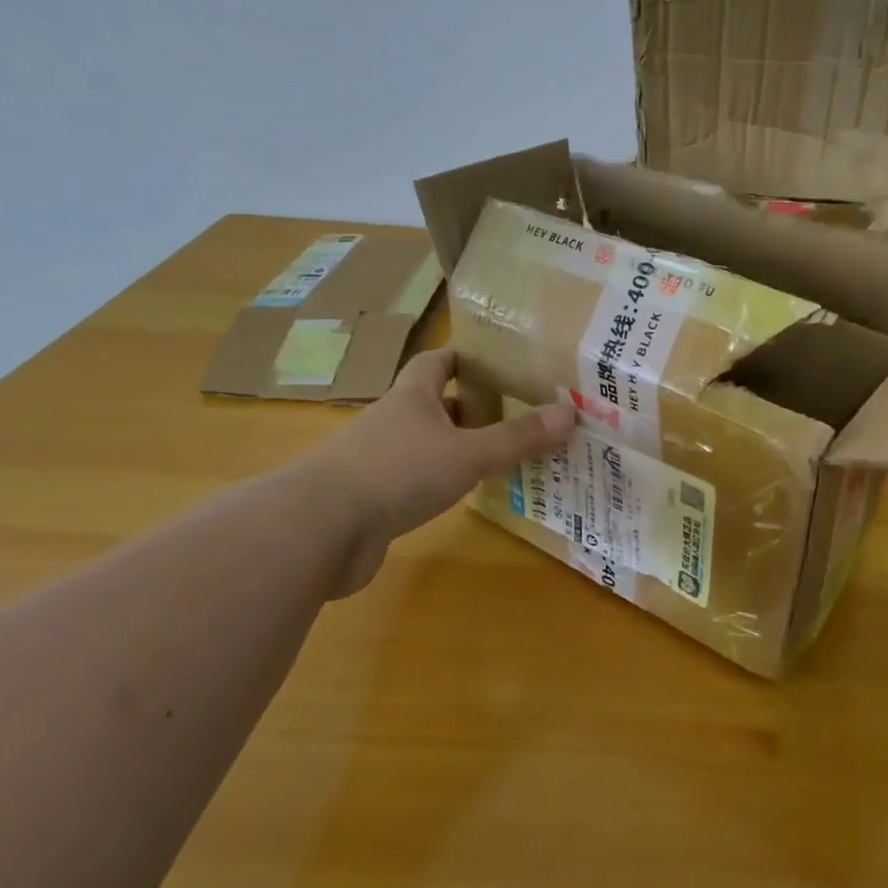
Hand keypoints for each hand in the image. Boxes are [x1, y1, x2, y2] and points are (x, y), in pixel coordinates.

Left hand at [296, 348, 573, 595]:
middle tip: (514, 413)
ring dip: (455, 448)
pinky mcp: (368, 500)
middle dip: (469, 407)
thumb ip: (517, 436)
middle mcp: (391, 422)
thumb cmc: (397, 473)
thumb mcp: (468, 453)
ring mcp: (375, 461)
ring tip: (498, 456)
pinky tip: (461, 496)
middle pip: (432, 404)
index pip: (436, 361)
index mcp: (412, 398)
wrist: (318, 530)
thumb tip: (569, 412)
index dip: (464, 357)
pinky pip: (411, 481)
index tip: (496, 361)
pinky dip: (436, 483)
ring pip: (423, 444)